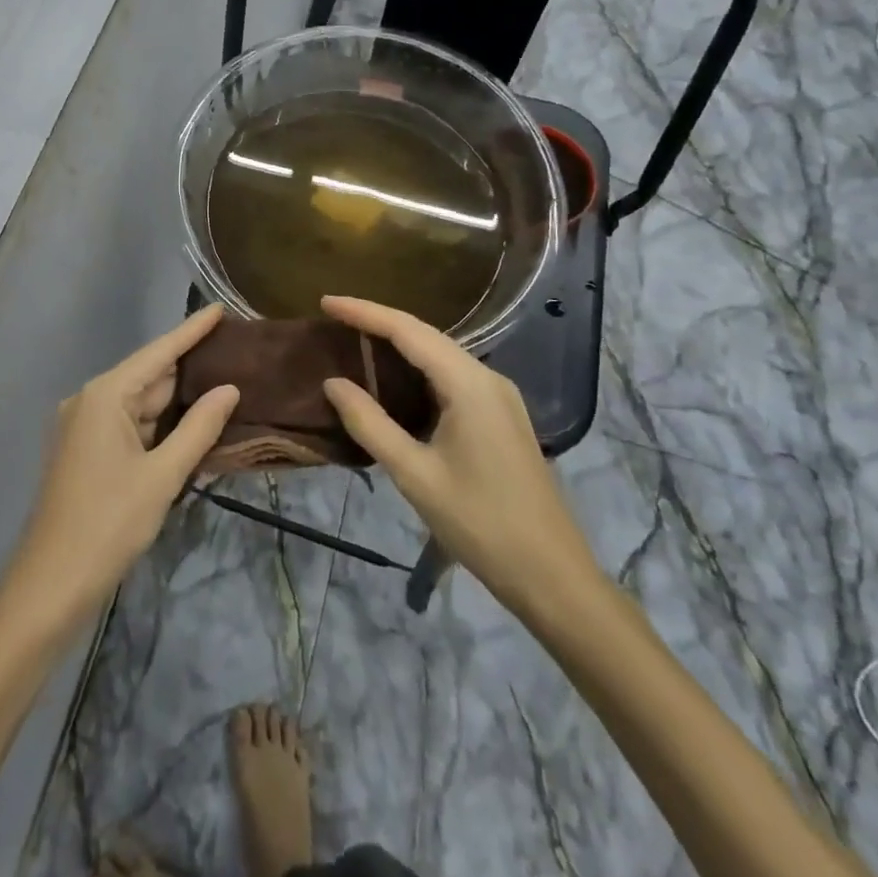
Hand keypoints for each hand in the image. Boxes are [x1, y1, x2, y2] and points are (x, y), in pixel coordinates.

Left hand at [0, 305, 239, 632]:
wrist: (50, 587)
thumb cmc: (108, 525)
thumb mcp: (162, 476)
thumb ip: (198, 428)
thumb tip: (229, 388)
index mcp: (104, 396)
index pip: (158, 353)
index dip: (191, 331)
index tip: (221, 308)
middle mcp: (90, 401)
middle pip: (149, 377)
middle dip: (190, 370)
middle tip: (235, 354)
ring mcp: (84, 428)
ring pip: (141, 406)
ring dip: (177, 404)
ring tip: (225, 386)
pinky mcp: (85, 453)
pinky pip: (130, 428)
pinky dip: (160, 428)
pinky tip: (192, 427)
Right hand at [319, 295, 603, 623]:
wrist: (552, 575)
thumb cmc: (480, 523)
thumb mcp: (414, 474)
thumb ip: (370, 424)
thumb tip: (333, 383)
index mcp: (468, 384)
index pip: (407, 330)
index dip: (364, 312)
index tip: (325, 301)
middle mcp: (487, 378)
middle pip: (425, 335)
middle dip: (378, 322)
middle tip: (334, 317)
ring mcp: (499, 396)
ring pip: (440, 354)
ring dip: (398, 344)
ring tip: (355, 339)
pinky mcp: (501, 415)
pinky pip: (452, 375)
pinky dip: (417, 368)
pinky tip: (395, 379)